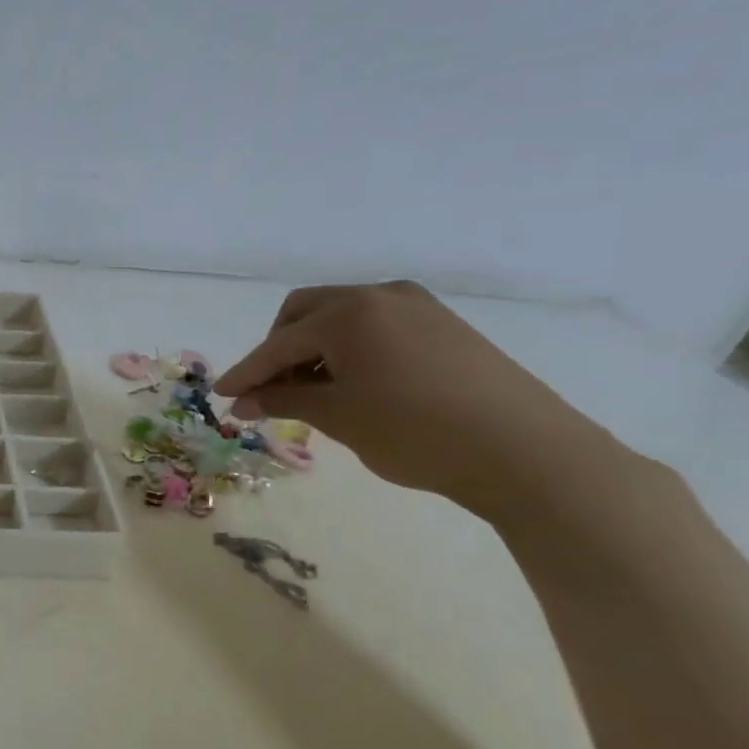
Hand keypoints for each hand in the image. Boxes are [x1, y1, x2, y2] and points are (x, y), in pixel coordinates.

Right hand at [213, 281, 623, 520]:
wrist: (527, 453)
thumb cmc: (416, 432)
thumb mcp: (338, 417)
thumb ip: (283, 399)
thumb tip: (243, 400)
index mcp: (348, 313)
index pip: (279, 344)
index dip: (246, 372)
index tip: (220, 395)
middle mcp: (379, 296)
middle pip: (305, 312)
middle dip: (279, 349)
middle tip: (271, 390)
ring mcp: (418, 306)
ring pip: (342, 317)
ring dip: (315, 348)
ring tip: (313, 392)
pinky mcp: (444, 325)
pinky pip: (376, 326)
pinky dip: (351, 349)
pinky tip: (355, 384)